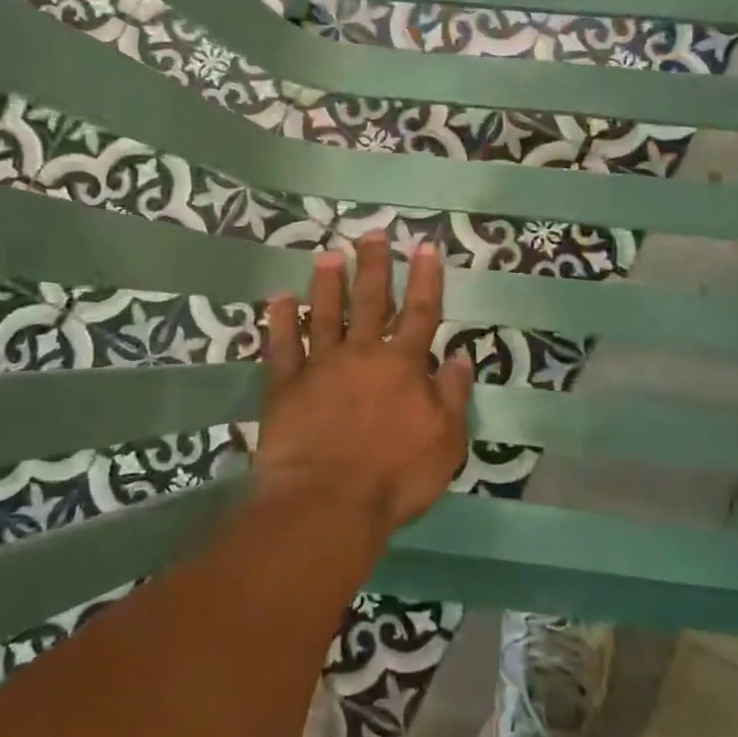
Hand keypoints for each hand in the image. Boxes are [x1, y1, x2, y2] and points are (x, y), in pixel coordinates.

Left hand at [258, 234, 473, 536]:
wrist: (328, 503)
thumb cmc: (395, 476)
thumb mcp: (445, 442)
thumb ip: (452, 396)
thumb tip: (459, 357)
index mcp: (404, 365)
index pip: (420, 312)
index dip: (425, 278)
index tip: (425, 246)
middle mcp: (363, 354)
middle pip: (370, 301)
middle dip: (374, 265)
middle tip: (371, 233)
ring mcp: (321, 366)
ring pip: (324, 314)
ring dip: (327, 283)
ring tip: (328, 255)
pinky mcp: (286, 386)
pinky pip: (282, 346)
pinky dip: (279, 321)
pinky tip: (278, 299)